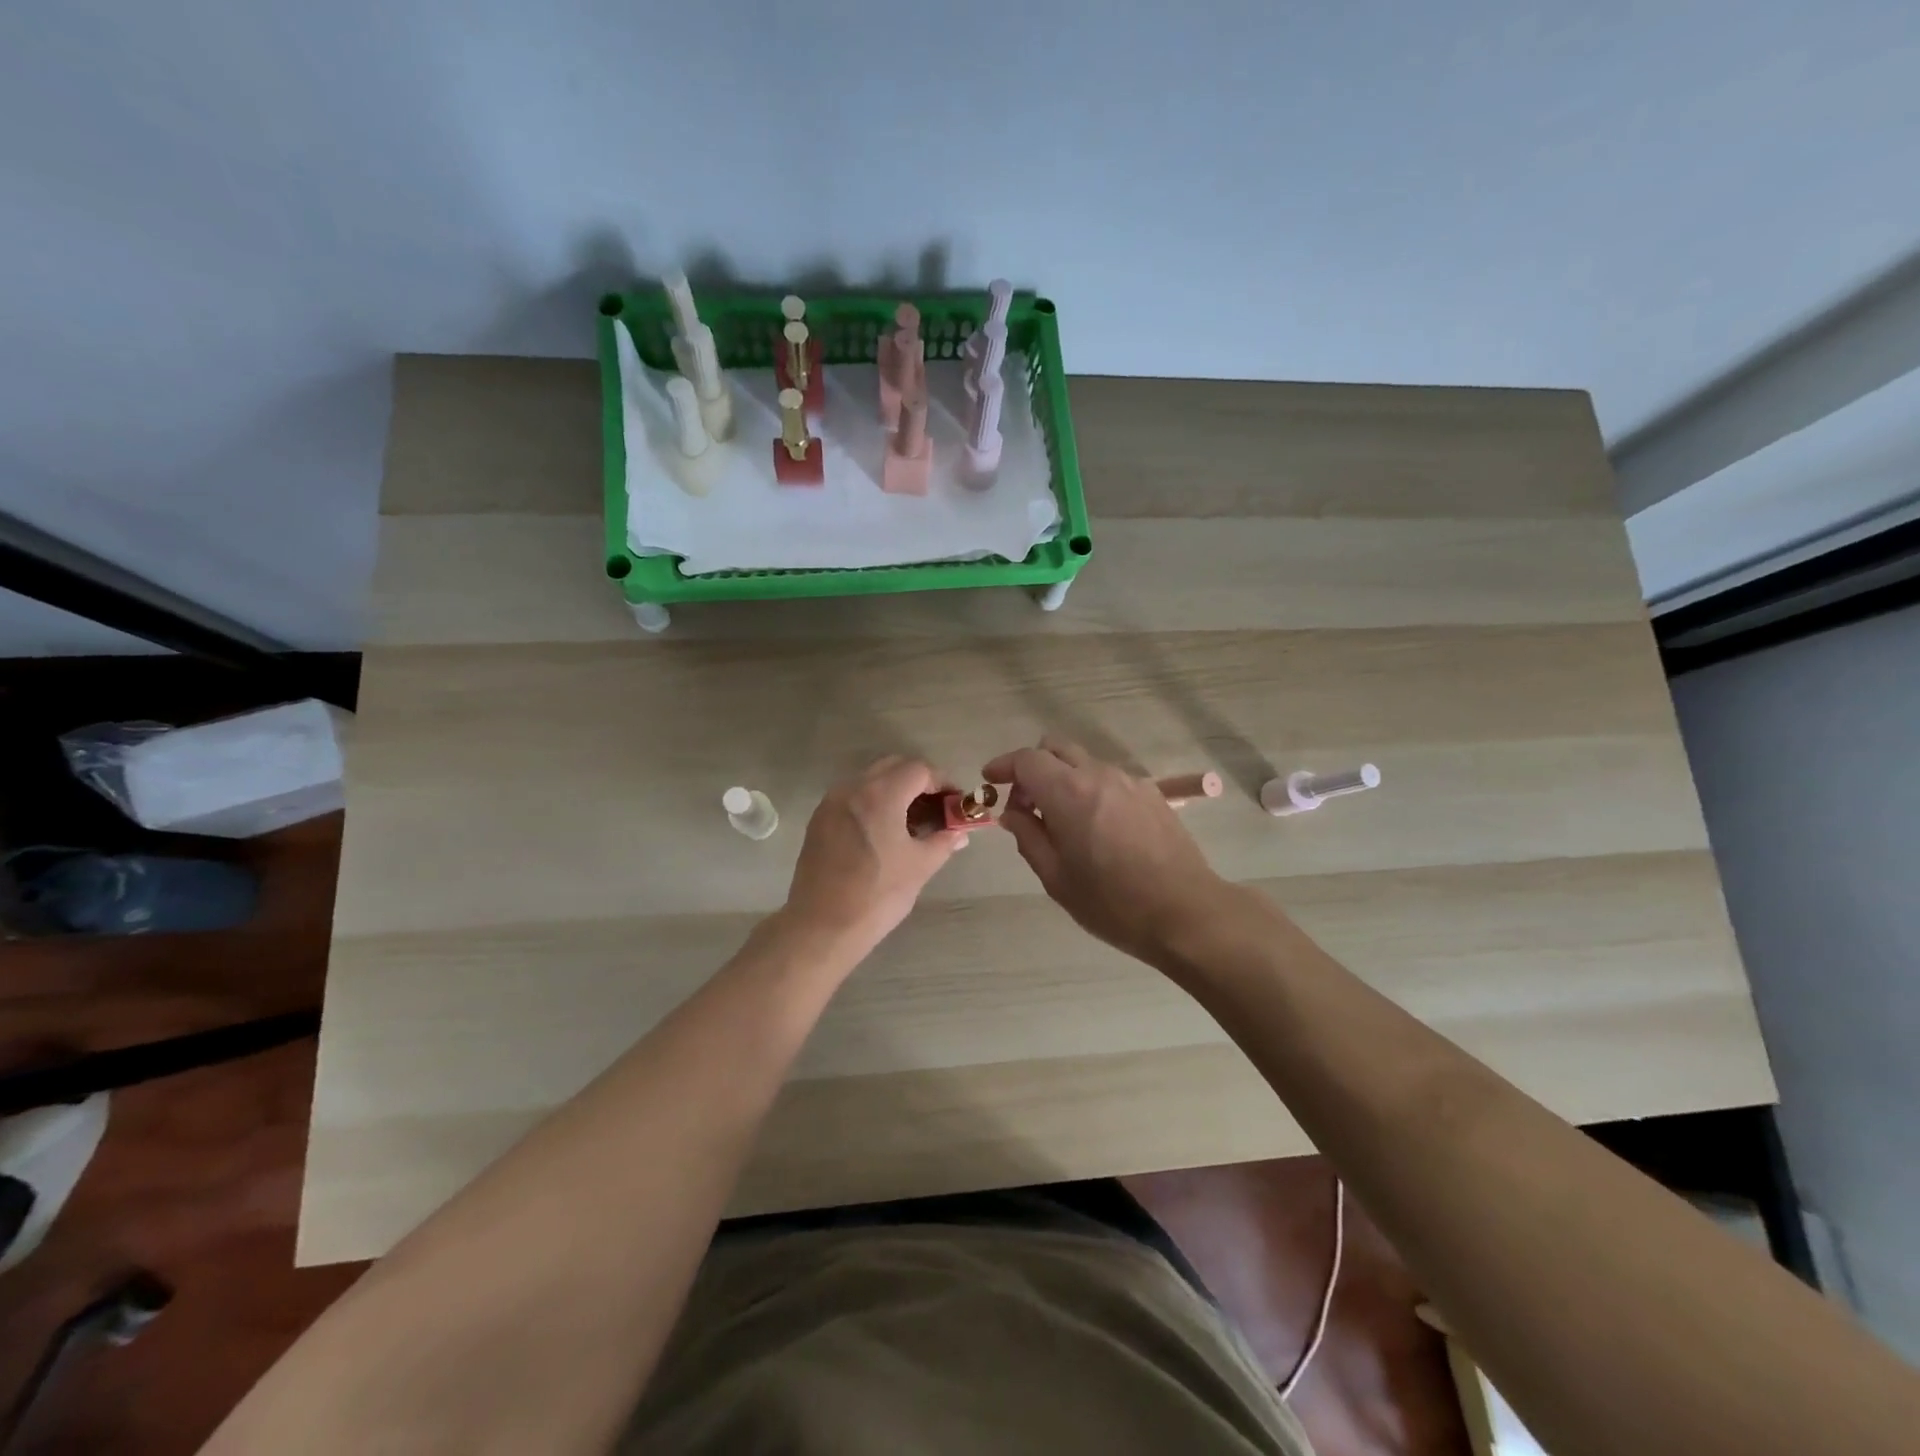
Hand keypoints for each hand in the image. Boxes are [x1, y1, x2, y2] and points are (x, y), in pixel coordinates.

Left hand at [779, 757, 964, 964]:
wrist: (822, 926)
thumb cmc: (877, 895)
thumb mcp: (920, 867)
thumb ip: (943, 841)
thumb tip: (960, 833)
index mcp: (881, 794)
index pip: (919, 770)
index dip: (942, 782)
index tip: (954, 804)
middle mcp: (853, 788)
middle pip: (893, 767)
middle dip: (919, 782)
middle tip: (936, 809)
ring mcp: (831, 802)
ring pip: (870, 780)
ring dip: (895, 790)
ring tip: (912, 821)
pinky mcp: (819, 819)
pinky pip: (853, 797)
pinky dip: (873, 802)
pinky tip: (884, 831)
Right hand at [982, 737, 1234, 966]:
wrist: (1185, 913)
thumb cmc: (1112, 903)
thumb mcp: (1056, 878)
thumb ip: (1028, 837)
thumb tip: (1013, 813)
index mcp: (1069, 792)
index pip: (1027, 759)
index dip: (1004, 766)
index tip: (990, 780)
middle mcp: (1099, 775)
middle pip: (1055, 748)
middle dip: (1033, 768)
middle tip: (1025, 806)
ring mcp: (1130, 781)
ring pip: (1084, 762)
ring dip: (1063, 779)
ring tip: (1062, 823)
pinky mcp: (1152, 794)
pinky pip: (1108, 778)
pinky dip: (1090, 789)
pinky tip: (1096, 828)